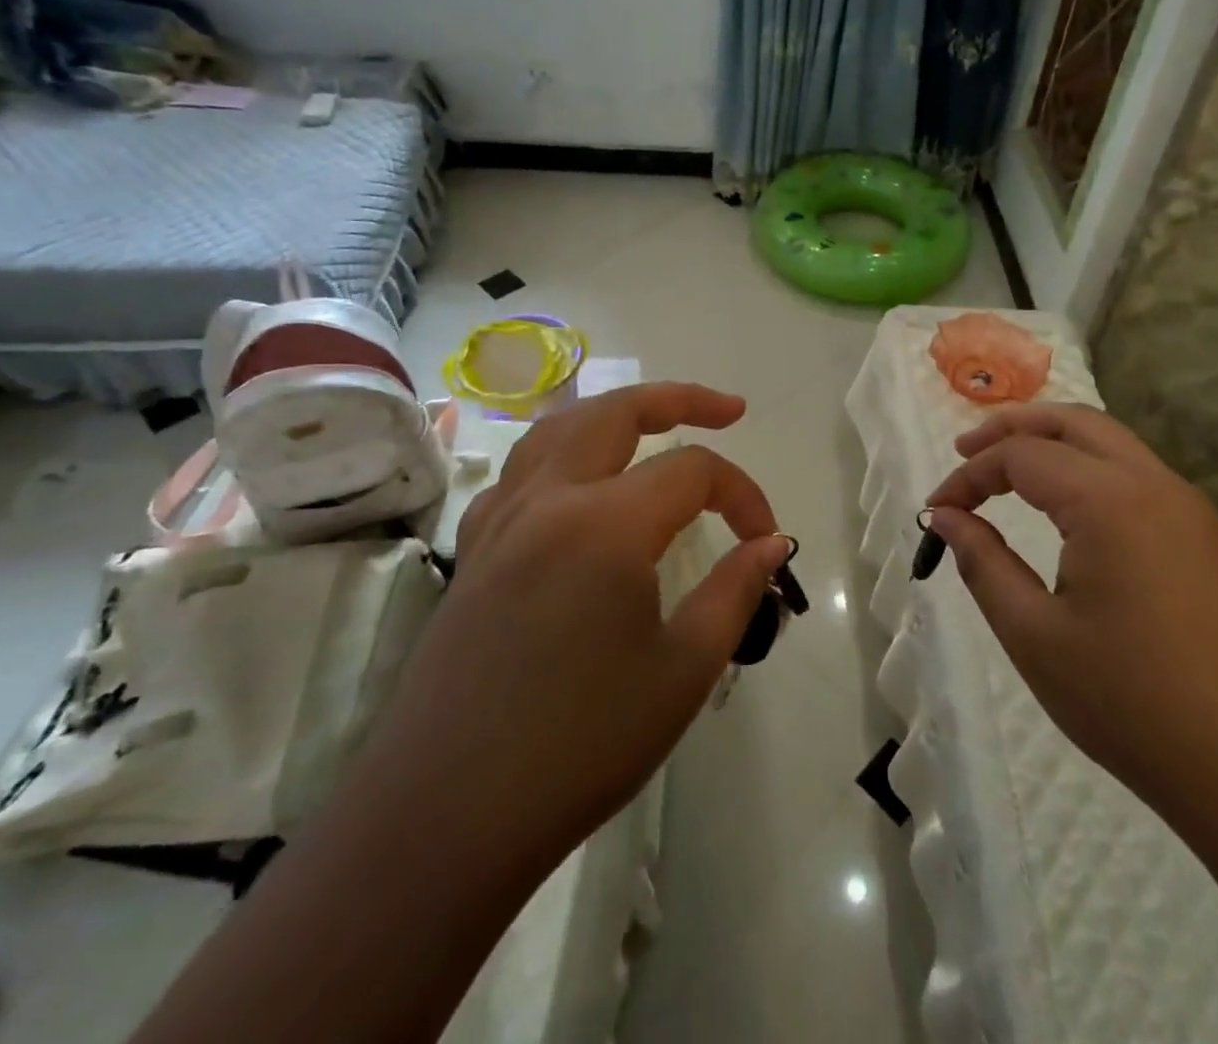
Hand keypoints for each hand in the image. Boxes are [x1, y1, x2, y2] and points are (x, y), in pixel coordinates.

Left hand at [379, 383, 793, 870]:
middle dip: (679, 399)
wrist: (446, 818)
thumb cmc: (580, 746)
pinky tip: (575, 487)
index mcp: (606, 523)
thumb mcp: (684, 670)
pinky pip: (519, 474)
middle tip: (728, 410)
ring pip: (559, 429)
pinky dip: (560, 456)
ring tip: (652, 425)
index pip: (694, 471)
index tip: (766, 540)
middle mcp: (548, 499)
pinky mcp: (473, 551)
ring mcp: (501, 520)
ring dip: (613, 414)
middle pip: (618, 412)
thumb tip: (771, 542)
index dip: (742, 495)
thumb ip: (735, 590)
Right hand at [923, 403, 1217, 828]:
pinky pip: (1140, 478)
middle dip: (1013, 428)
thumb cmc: (1135, 705)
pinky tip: (1070, 511)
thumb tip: (947, 518)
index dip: (968, 475)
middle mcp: (1156, 485)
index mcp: (1109, 501)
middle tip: (965, 449)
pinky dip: (1091, 471)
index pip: (1021, 456)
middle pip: (1073, 422)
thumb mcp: (1035, 636)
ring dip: (1055, 444)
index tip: (935, 512)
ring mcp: (1193, 511)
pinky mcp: (1212, 541)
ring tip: (1010, 471)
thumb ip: (983, 563)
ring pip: (1113, 444)